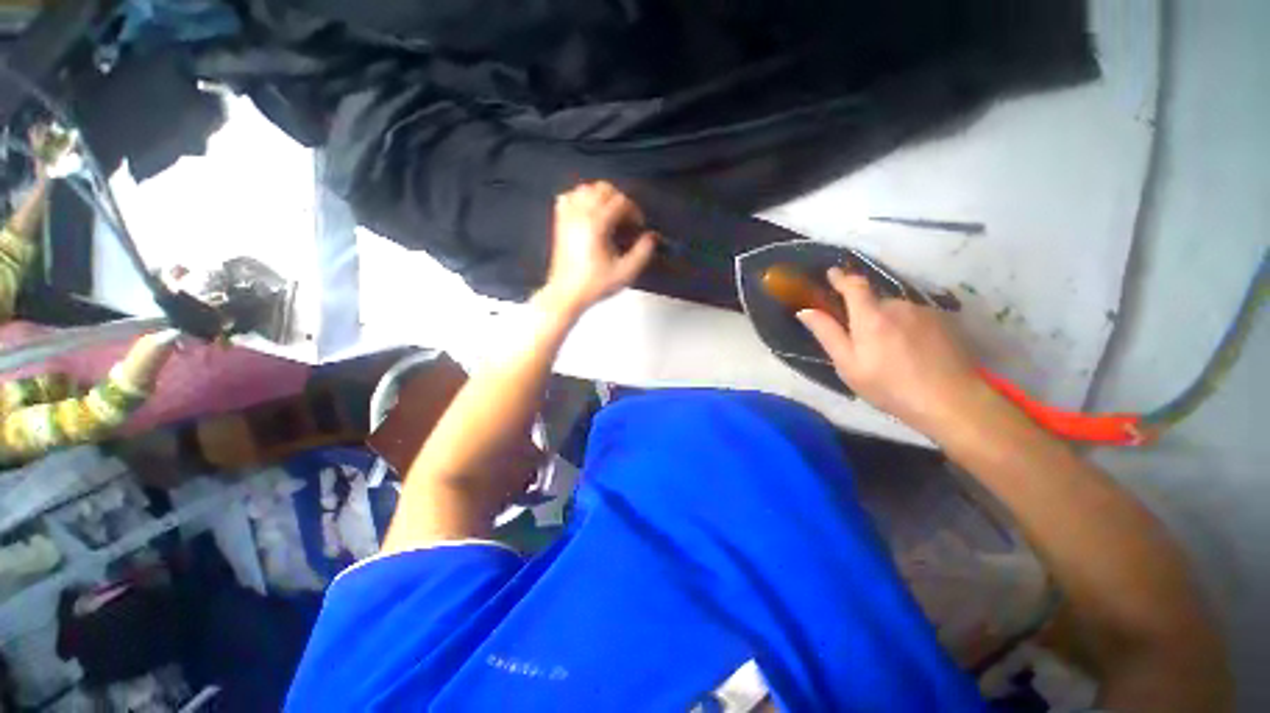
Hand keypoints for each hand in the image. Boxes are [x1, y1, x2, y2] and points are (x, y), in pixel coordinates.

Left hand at [540, 181, 656, 315]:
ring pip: (585, 189)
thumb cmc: (594, 285)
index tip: (638, 226)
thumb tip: (651, 237)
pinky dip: (580, 199)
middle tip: (626, 219)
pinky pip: (568, 198)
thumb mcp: (625, 272)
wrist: (566, 294)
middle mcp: (581, 215)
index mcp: (597, 225)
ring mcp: (567, 217)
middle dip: (619, 200)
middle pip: (603, 189)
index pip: (620, 201)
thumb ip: (642, 252)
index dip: (634, 211)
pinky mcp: (560, 223)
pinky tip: (588, 212)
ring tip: (610, 214)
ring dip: (601, 197)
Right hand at [796, 268, 996, 436]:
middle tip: (862, 341)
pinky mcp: (945, 321)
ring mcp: (924, 312)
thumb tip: (805, 311)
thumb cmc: (890, 386)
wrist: (952, 401)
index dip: (841, 278)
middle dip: (865, 314)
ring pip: (896, 310)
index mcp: (871, 316)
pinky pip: (916, 317)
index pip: (854, 286)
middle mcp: (898, 305)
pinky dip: (907, 328)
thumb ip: (827, 334)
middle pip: (875, 301)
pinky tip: (912, 351)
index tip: (832, 273)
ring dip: (887, 322)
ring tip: (890, 351)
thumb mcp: (848, 365)